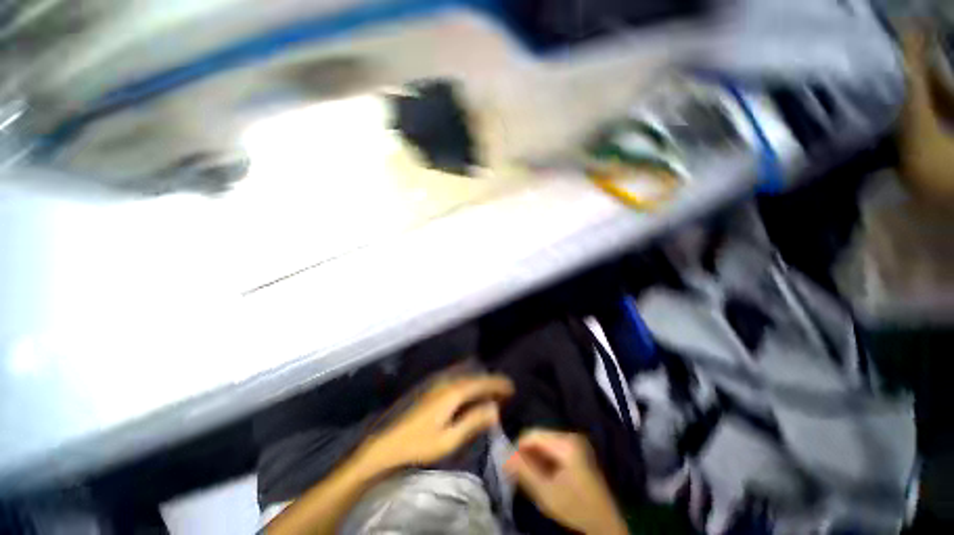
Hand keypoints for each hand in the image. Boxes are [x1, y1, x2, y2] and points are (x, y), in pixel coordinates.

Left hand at [360, 375, 513, 471]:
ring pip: (465, 376)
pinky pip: (457, 378)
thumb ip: (473, 421)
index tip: (512, 386)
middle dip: (490, 382)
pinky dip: (469, 381)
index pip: (481, 383)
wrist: (388, 444)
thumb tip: (494, 409)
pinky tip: (471, 389)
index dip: (497, 384)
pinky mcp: (432, 388)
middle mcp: (447, 382)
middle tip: (505, 391)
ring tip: (491, 390)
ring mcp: (437, 383)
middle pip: (474, 377)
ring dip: (480, 381)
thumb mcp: (449, 439)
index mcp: (453, 392)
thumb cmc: (419, 444)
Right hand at [504, 430, 627, 534]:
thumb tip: (504, 455)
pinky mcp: (578, 450)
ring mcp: (576, 442)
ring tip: (532, 476)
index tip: (511, 465)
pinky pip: (554, 447)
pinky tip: (544, 474)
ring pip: (545, 441)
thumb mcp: (545, 493)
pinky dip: (545, 458)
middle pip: (539, 436)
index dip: (518, 447)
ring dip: (535, 456)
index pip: (532, 434)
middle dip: (527, 453)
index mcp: (565, 443)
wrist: (604, 524)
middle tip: (521, 474)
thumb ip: (524, 471)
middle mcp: (571, 436)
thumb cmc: (575, 508)